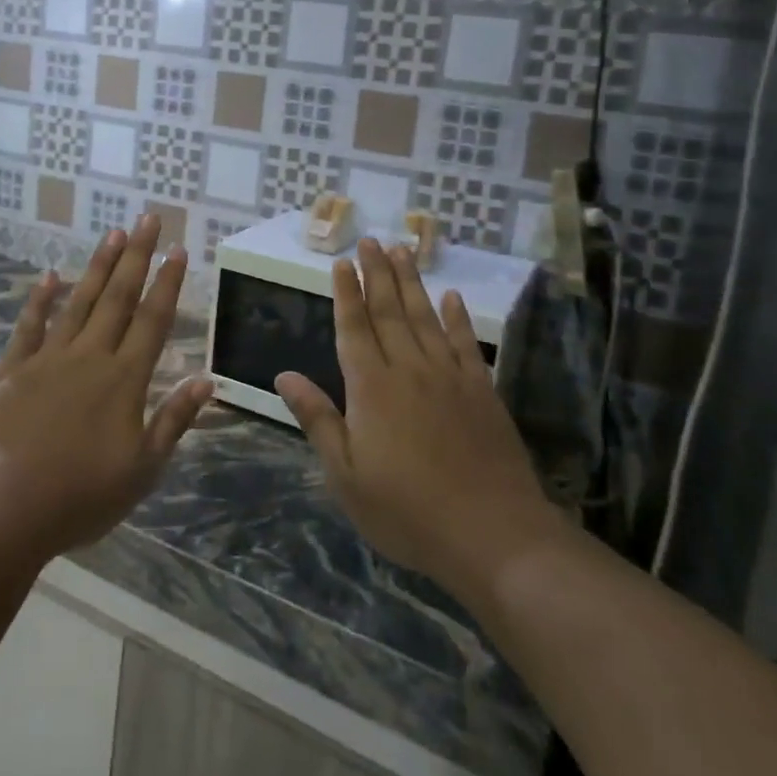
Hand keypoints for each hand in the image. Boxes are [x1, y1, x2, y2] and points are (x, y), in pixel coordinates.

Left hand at [0, 214, 213, 561]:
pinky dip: (40, 300)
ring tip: (112, 233)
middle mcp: (89, 357)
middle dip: (136, 256)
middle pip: (118, 298)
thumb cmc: (80, 497)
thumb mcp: (142, 469)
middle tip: (148, 218)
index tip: (179, 250)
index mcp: (124, 380)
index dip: (168, 283)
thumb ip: (173, 420)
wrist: (2, 509)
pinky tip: (49, 276)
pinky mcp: (11, 371)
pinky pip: (29, 326)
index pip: (153, 320)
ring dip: (98, 266)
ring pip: (79, 302)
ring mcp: (47, 359)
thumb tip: (206, 380)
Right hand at [275, 240, 564, 601]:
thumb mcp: (346, 475)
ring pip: (425, 317)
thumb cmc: (407, 510)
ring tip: (402, 250)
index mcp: (371, 388)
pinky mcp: (482, 390)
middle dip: (376, 274)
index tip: (341, 262)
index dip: (346, 293)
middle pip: (389, 311)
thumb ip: (317, 419)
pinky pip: (465, 343)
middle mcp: (409, 369)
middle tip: (369, 241)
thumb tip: (284, 376)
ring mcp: (450, 376)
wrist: (492, 534)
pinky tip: (452, 297)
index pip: (354, 328)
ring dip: (411, 282)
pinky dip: (457, 317)